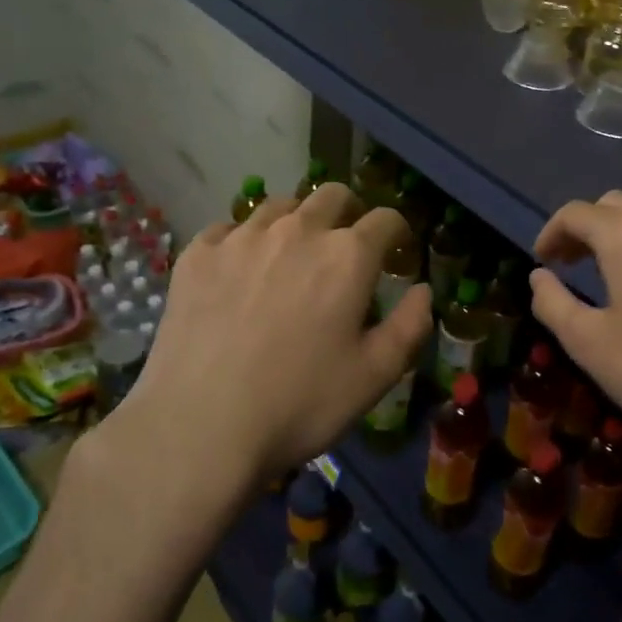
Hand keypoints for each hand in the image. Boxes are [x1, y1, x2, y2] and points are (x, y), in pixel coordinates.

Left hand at [117, 182, 431, 479]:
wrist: (199, 426)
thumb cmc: (299, 404)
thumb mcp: (374, 377)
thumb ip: (410, 326)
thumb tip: (422, 290)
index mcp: (347, 255)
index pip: (386, 219)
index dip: (397, 232)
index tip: (395, 251)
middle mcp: (297, 230)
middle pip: (333, 195)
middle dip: (350, 213)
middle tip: (346, 246)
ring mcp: (242, 237)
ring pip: (281, 205)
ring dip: (297, 221)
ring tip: (291, 255)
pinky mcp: (198, 253)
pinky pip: (229, 227)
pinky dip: (245, 240)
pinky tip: (240, 270)